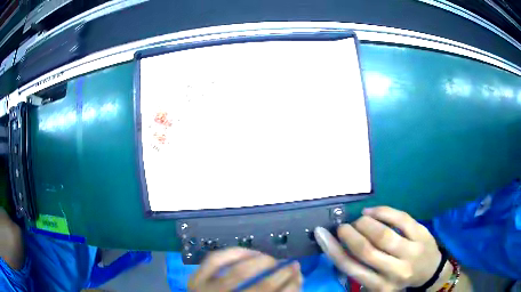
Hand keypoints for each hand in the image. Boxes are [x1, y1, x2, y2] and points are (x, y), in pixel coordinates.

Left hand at [188, 247, 302, 291]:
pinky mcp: (195, 280)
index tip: (300, 275)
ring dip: (260, 261)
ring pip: (238, 272)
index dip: (292, 287)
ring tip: (270, 259)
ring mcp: (207, 291)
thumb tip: (295, 279)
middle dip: (281, 274)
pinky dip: (233, 253)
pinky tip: (248, 251)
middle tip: (291, 265)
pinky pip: (215, 260)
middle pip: (261, 288)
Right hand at [315, 206, 449, 291]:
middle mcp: (395, 272)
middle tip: (342, 226)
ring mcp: (411, 252)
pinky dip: (383, 212)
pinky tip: (372, 210)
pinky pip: (400, 218)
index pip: (351, 268)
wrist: (430, 271)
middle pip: (366, 251)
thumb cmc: (399, 278)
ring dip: (365, 223)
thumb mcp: (379, 283)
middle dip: (349, 234)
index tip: (321, 235)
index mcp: (380, 286)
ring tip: (359, 219)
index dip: (333, 249)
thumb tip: (339, 248)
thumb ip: (361, 270)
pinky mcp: (421, 234)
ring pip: (383, 234)